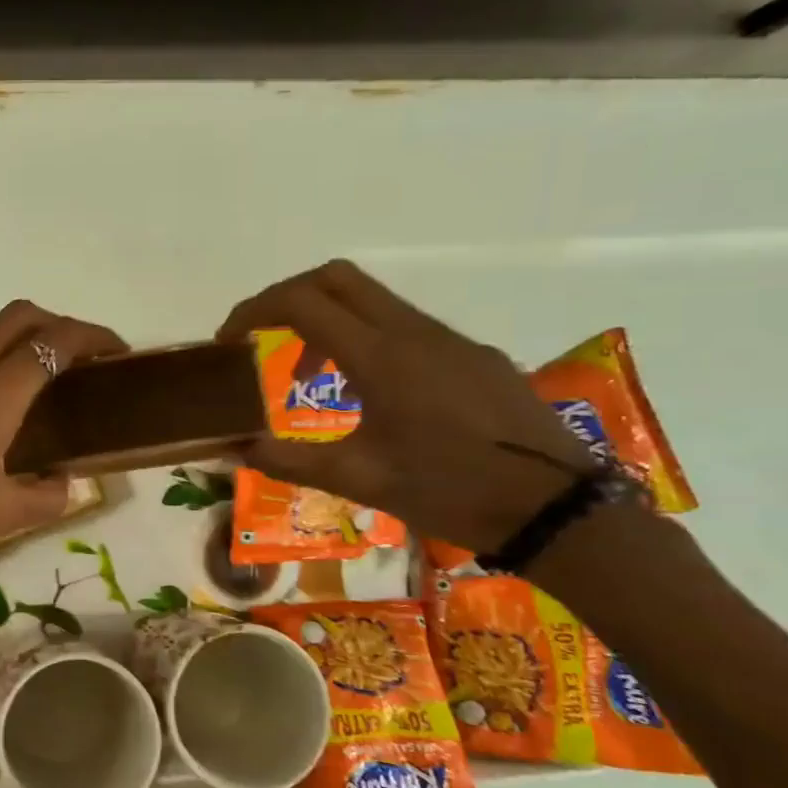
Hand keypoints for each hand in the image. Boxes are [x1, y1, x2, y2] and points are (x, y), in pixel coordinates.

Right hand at [217, 260, 593, 552]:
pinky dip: (365, 340)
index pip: (302, 302)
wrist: (558, 509)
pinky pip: (405, 327)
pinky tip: (370, 394)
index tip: (229, 340)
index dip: (254, 310)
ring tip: (309, 377)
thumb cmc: (450, 491)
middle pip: (337, 279)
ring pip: (372, 301)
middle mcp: (414, 333)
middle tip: (261, 337)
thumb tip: (233, 448)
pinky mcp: (474, 356)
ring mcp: (450, 341)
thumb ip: (289, 460)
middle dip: (287, 298)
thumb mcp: (360, 480)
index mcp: (381, 357)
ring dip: (326, 322)